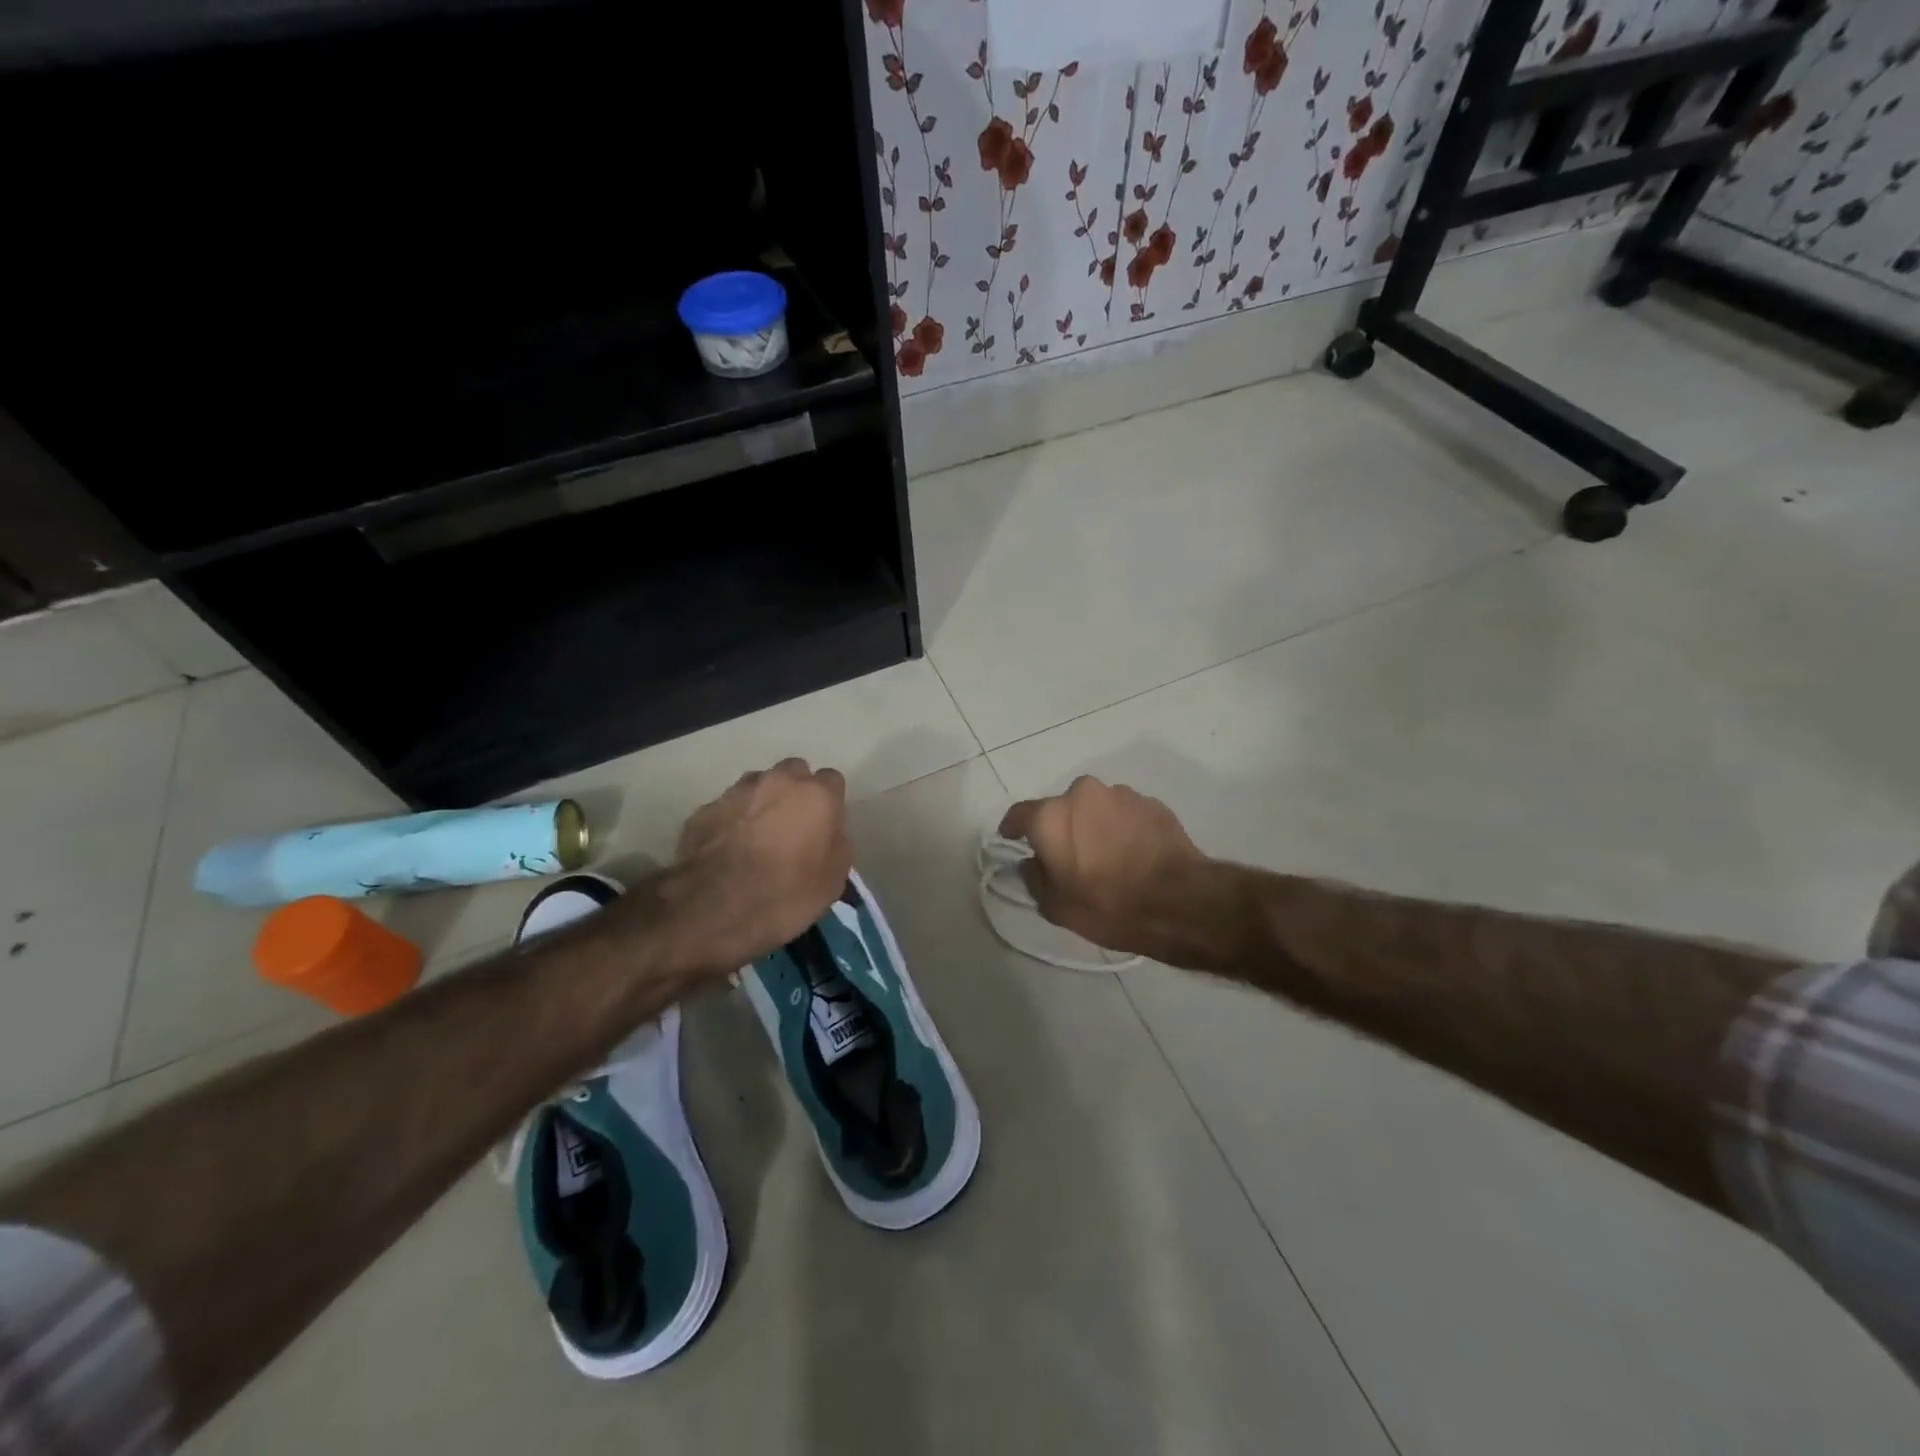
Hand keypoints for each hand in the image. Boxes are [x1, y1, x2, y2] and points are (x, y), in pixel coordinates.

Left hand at [655, 759, 853, 975]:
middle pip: (793, 772)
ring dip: (761, 802)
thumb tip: (831, 834)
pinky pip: (727, 808)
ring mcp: (737, 791)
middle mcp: (778, 781)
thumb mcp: (833, 881)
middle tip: (792, 826)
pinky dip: (731, 821)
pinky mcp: (704, 809)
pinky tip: (728, 849)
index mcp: (816, 794)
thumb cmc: (785, 894)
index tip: (825, 827)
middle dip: (795, 792)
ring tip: (756, 837)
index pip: (832, 780)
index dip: (829, 803)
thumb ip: (837, 845)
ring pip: (757, 785)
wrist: (713, 908)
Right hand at [998, 777, 1212, 959]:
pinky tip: (1134, 854)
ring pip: (1096, 808)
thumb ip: (1034, 878)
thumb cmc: (1108, 906)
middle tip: (1070, 856)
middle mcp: (1082, 794)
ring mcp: (1120, 795)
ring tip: (1107, 856)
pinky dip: (1123, 828)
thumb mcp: (1056, 907)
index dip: (1013, 828)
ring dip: (1095, 825)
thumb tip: (1031, 863)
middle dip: (1062, 827)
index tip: (1013, 839)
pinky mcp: (1152, 803)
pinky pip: (1126, 813)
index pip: (1019, 814)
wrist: (1179, 902)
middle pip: (1062, 808)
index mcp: (1051, 816)